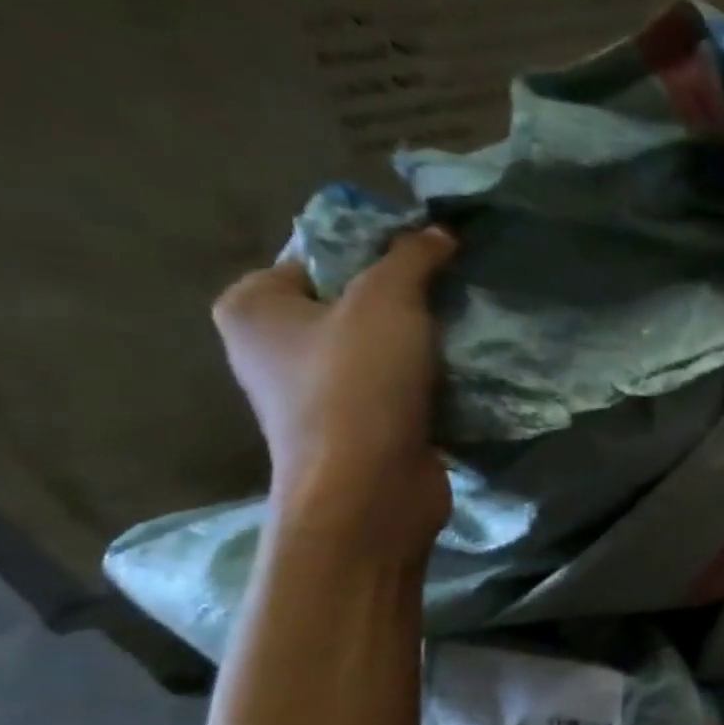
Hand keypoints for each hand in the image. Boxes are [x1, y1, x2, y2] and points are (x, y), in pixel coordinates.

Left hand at [211, 226, 456, 554]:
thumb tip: (439, 232)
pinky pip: (399, 384)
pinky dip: (430, 377)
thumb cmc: (359, 386)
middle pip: (355, 298)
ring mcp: (317, 391)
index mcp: (256, 304)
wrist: (370, 491)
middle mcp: (275, 346)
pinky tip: (465, 371)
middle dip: (410, 295)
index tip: (433, 253)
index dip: (379, 246)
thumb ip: (412, 258)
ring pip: (383, 344)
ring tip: (468, 328)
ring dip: (426, 339)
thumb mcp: (387, 301)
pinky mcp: (359, 425)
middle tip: (456, 290)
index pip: (321, 252)